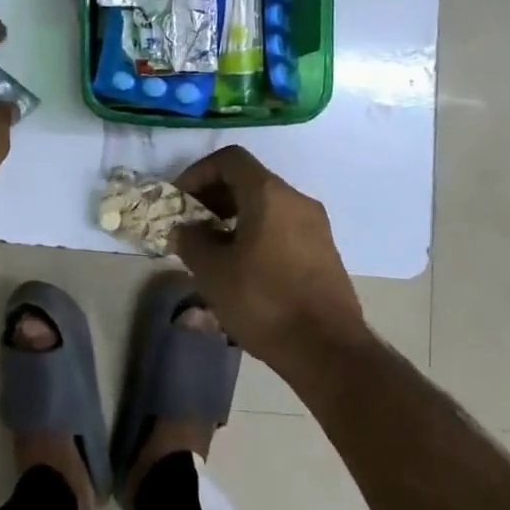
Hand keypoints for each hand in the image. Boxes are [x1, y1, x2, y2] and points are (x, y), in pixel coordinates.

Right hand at [173, 146, 365, 372]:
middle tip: (192, 224)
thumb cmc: (264, 302)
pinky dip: (257, 233)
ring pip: (267, 205)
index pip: (230, 159)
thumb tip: (185, 228)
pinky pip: (283, 226)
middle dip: (215, 197)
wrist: (328, 350)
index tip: (181, 200)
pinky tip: (243, 267)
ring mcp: (315, 225)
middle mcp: (296, 199)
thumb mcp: (213, 272)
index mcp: (269, 194)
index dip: (199, 173)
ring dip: (235, 217)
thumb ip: (192, 241)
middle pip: (249, 180)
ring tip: (213, 249)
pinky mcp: (324, 251)